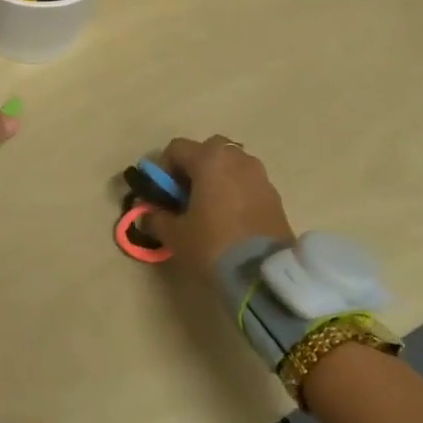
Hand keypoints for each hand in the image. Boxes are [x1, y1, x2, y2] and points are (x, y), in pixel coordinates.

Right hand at [147, 136, 293, 274]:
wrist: (264, 274)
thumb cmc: (213, 245)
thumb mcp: (174, 235)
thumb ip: (156, 218)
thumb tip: (148, 213)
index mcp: (208, 159)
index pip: (176, 148)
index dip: (164, 169)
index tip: (163, 195)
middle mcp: (236, 158)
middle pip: (207, 150)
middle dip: (194, 168)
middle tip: (186, 197)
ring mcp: (259, 175)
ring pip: (230, 165)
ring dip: (217, 179)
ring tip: (211, 209)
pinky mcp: (275, 196)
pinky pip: (247, 183)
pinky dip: (236, 192)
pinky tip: (232, 220)